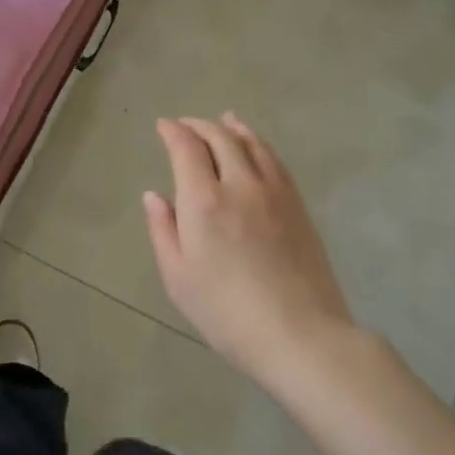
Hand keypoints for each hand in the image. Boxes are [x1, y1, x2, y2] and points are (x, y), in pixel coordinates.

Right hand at [144, 114, 354, 388]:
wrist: (300, 334)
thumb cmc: (226, 313)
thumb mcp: (178, 278)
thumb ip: (163, 230)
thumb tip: (154, 196)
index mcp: (204, 201)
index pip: (187, 148)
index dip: (173, 131)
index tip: (163, 126)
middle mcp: (239, 184)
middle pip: (220, 138)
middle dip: (199, 126)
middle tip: (185, 125)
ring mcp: (274, 191)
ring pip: (251, 143)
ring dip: (232, 127)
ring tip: (224, 120)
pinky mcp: (297, 204)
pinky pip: (274, 160)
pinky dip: (258, 143)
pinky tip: (255, 147)